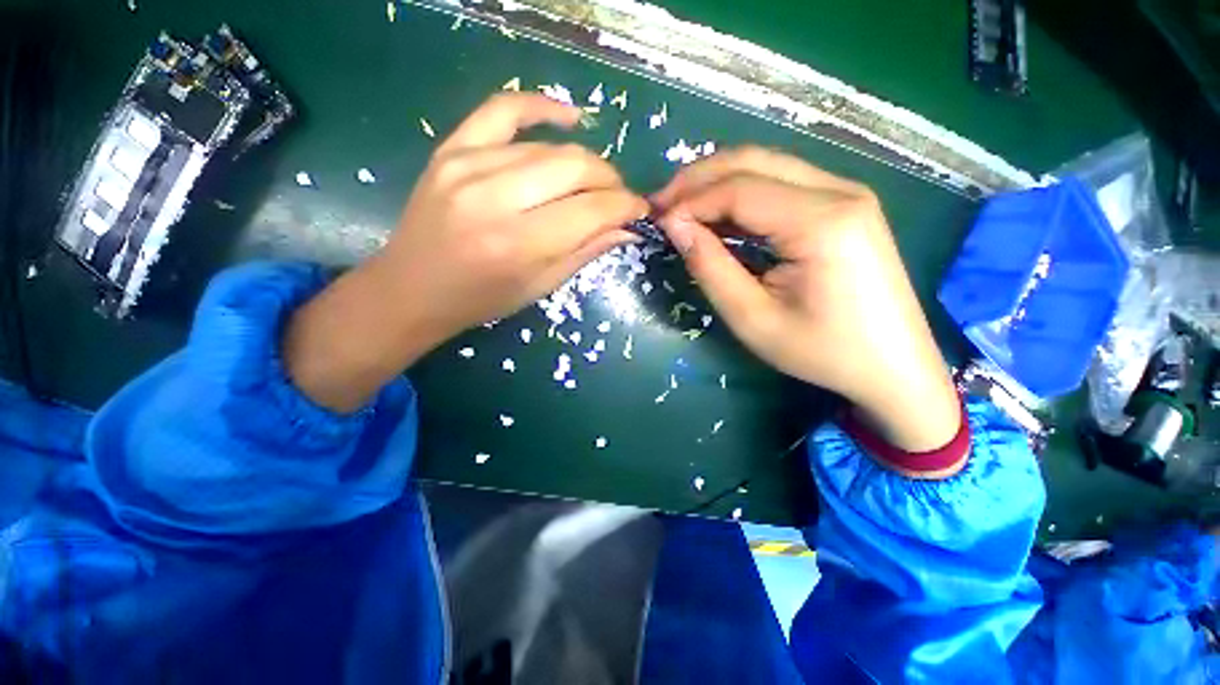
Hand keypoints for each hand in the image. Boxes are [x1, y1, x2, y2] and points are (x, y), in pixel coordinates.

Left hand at [284, 93, 646, 411]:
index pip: (592, 210)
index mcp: (520, 244)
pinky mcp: (451, 148)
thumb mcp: (541, 287)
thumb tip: (628, 228)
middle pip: (575, 167)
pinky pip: (503, 109)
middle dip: (610, 181)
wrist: (413, 288)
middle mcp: (495, 198)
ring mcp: (468, 165)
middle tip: (618, 198)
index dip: (626, 205)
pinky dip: (541, 107)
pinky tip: (568, 117)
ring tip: (594, 181)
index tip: (640, 209)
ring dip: (584, 162)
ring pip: (549, 147)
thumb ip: (586, 252)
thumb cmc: (482, 299)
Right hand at [652, 147, 960, 454]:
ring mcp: (847, 193)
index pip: (738, 189)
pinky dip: (743, 193)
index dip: (690, 201)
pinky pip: (783, 183)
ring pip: (767, 165)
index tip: (657, 221)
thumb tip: (675, 226)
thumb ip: (711, 267)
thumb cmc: (822, 351)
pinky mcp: (845, 205)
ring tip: (682, 207)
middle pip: (753, 161)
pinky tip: (720, 214)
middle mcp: (839, 191)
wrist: (893, 367)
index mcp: (821, 221)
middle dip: (698, 178)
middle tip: (662, 204)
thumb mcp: (753, 319)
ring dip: (718, 181)